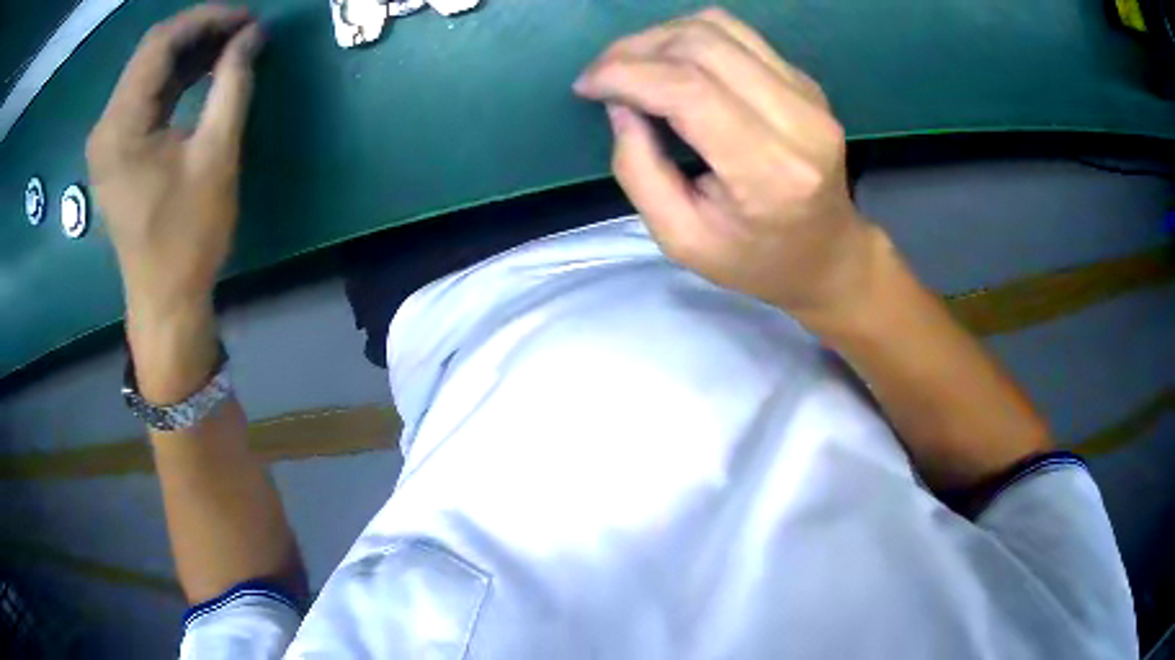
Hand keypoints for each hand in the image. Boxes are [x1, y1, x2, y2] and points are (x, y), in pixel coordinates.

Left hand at [87, 4, 263, 323]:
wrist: (165, 300)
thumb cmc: (188, 237)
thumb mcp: (217, 155)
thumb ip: (233, 84)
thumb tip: (252, 35)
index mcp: (120, 126)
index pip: (160, 43)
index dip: (207, 19)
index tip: (249, 18)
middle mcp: (106, 126)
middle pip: (152, 52)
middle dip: (200, 31)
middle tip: (245, 29)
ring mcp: (109, 139)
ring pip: (149, 71)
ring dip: (190, 52)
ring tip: (232, 44)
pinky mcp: (117, 150)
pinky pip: (146, 96)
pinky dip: (177, 77)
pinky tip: (206, 70)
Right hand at [574, 8, 879, 317]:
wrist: (828, 255)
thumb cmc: (755, 260)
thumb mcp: (681, 239)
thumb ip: (639, 170)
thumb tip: (620, 103)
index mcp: (771, 173)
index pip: (690, 91)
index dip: (627, 74)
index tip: (587, 86)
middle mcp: (799, 121)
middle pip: (703, 45)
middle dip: (636, 49)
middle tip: (602, 73)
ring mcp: (808, 94)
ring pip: (720, 27)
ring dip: (661, 36)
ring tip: (631, 65)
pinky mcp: (806, 81)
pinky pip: (738, 36)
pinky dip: (691, 40)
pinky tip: (671, 65)